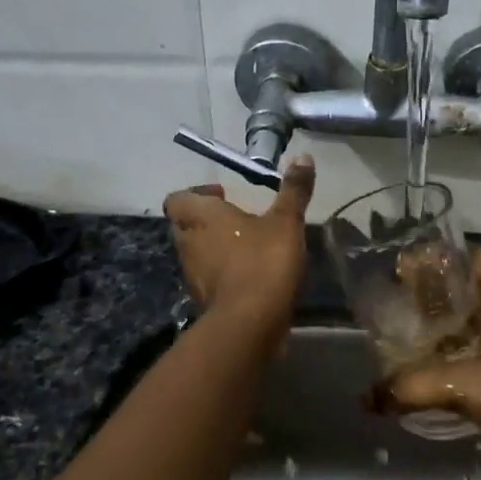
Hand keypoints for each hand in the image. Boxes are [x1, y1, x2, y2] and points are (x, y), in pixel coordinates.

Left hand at [163, 157, 315, 333]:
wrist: (250, 323)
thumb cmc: (263, 261)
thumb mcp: (286, 221)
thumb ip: (293, 190)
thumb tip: (303, 156)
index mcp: (200, 217)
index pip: (177, 198)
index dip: (196, 193)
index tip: (223, 195)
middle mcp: (188, 242)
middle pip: (185, 224)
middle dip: (207, 220)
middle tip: (236, 218)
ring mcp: (192, 274)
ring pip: (195, 252)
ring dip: (214, 247)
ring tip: (246, 245)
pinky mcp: (202, 300)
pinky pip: (207, 278)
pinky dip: (222, 273)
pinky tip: (249, 275)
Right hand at [377, 247, 480, 479]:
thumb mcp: (466, 385)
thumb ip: (413, 385)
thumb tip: (366, 397)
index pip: (477, 260)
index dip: (443, 257)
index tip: (405, 266)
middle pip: (466, 295)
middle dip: (430, 296)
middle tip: (390, 301)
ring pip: (466, 331)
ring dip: (435, 333)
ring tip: (396, 335)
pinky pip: (468, 363)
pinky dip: (444, 364)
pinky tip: (417, 374)